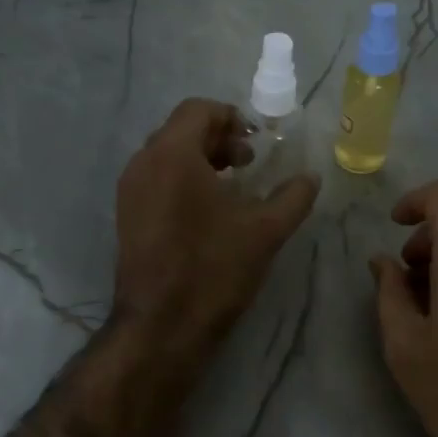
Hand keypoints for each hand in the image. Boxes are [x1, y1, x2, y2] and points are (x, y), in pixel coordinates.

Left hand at [113, 98, 319, 362]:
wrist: (161, 327)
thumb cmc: (213, 269)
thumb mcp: (265, 230)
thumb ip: (293, 196)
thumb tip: (310, 177)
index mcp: (172, 154)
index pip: (198, 109)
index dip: (231, 117)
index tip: (257, 142)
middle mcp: (143, 163)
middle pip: (181, 129)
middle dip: (218, 138)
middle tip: (250, 162)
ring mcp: (130, 191)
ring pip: (167, 154)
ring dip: (202, 158)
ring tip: (233, 185)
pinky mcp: (127, 215)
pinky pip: (156, 178)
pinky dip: (183, 179)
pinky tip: (209, 211)